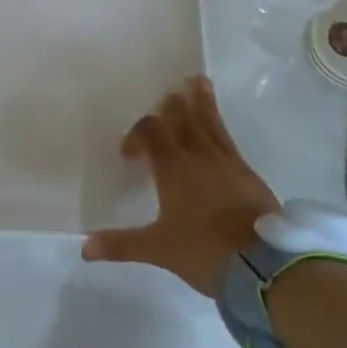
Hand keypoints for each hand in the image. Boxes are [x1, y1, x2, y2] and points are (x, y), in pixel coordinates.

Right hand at [82, 75, 280, 296]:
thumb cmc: (203, 251)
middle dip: (172, 106)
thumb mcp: (157, 249)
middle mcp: (200, 156)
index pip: (151, 132)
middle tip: (168, 92)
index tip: (129, 155)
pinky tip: (220, 130)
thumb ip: (120, 244)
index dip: (136, 135)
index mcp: (174, 168)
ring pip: (211, 123)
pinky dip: (220, 126)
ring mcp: (229, 163)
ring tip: (199, 81)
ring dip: (202, 102)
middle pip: (183, 119)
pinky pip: (229, 140)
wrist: (263, 266)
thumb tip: (82, 248)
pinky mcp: (249, 175)